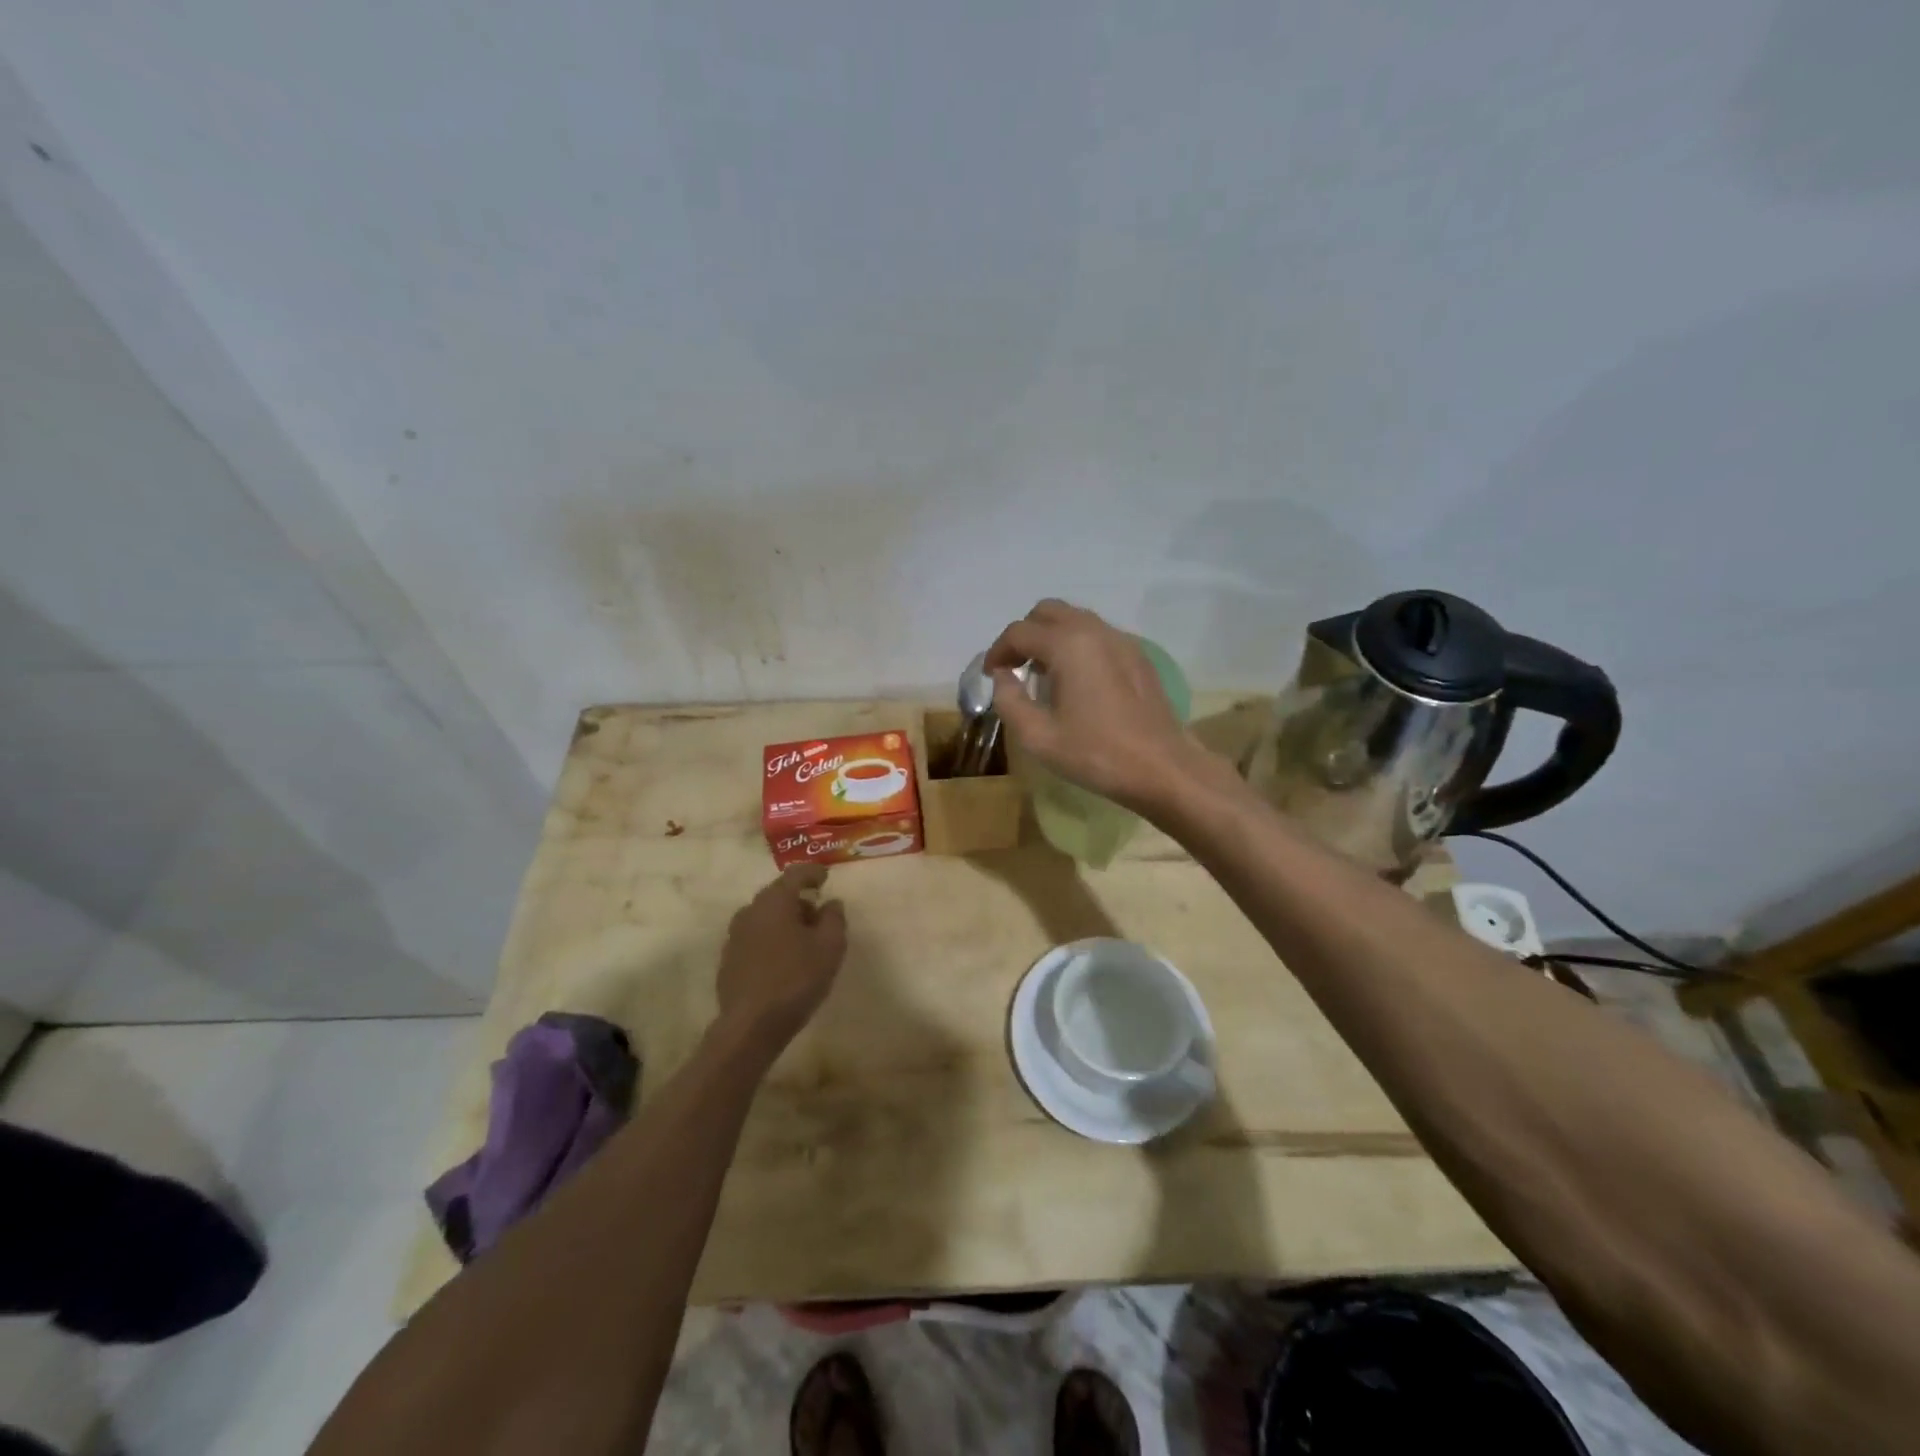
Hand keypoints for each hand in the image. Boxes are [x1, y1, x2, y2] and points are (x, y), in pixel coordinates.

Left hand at [714, 865, 847, 1057]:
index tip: (826, 877)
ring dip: (784, 921)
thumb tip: (830, 903)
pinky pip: (755, 938)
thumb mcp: (830, 946)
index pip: (796, 873)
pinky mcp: (728, 959)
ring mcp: (735, 935)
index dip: (813, 872)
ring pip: (765, 917)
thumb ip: (834, 918)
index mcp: (775, 901)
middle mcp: (751, 911)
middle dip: (799, 899)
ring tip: (803, 941)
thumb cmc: (796, 979)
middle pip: (778, 894)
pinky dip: (771, 939)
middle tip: (819, 915)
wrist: (751, 1026)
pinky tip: (783, 961)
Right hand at [986, 599, 1211, 811]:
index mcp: (1068, 645)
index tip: (991, 675)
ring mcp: (1121, 640)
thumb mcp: (1038, 736)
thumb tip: (1002, 677)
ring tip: (1043, 674)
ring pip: (1075, 619)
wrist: (1162, 767)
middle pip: (1048, 612)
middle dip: (1025, 635)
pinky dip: (1077, 645)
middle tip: (1016, 668)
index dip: (998, 651)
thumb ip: (1009, 701)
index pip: (1019, 632)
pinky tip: (1077, 681)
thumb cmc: (1096, 753)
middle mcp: (1094, 630)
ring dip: (1051, 637)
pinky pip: (1098, 635)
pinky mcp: (1138, 655)